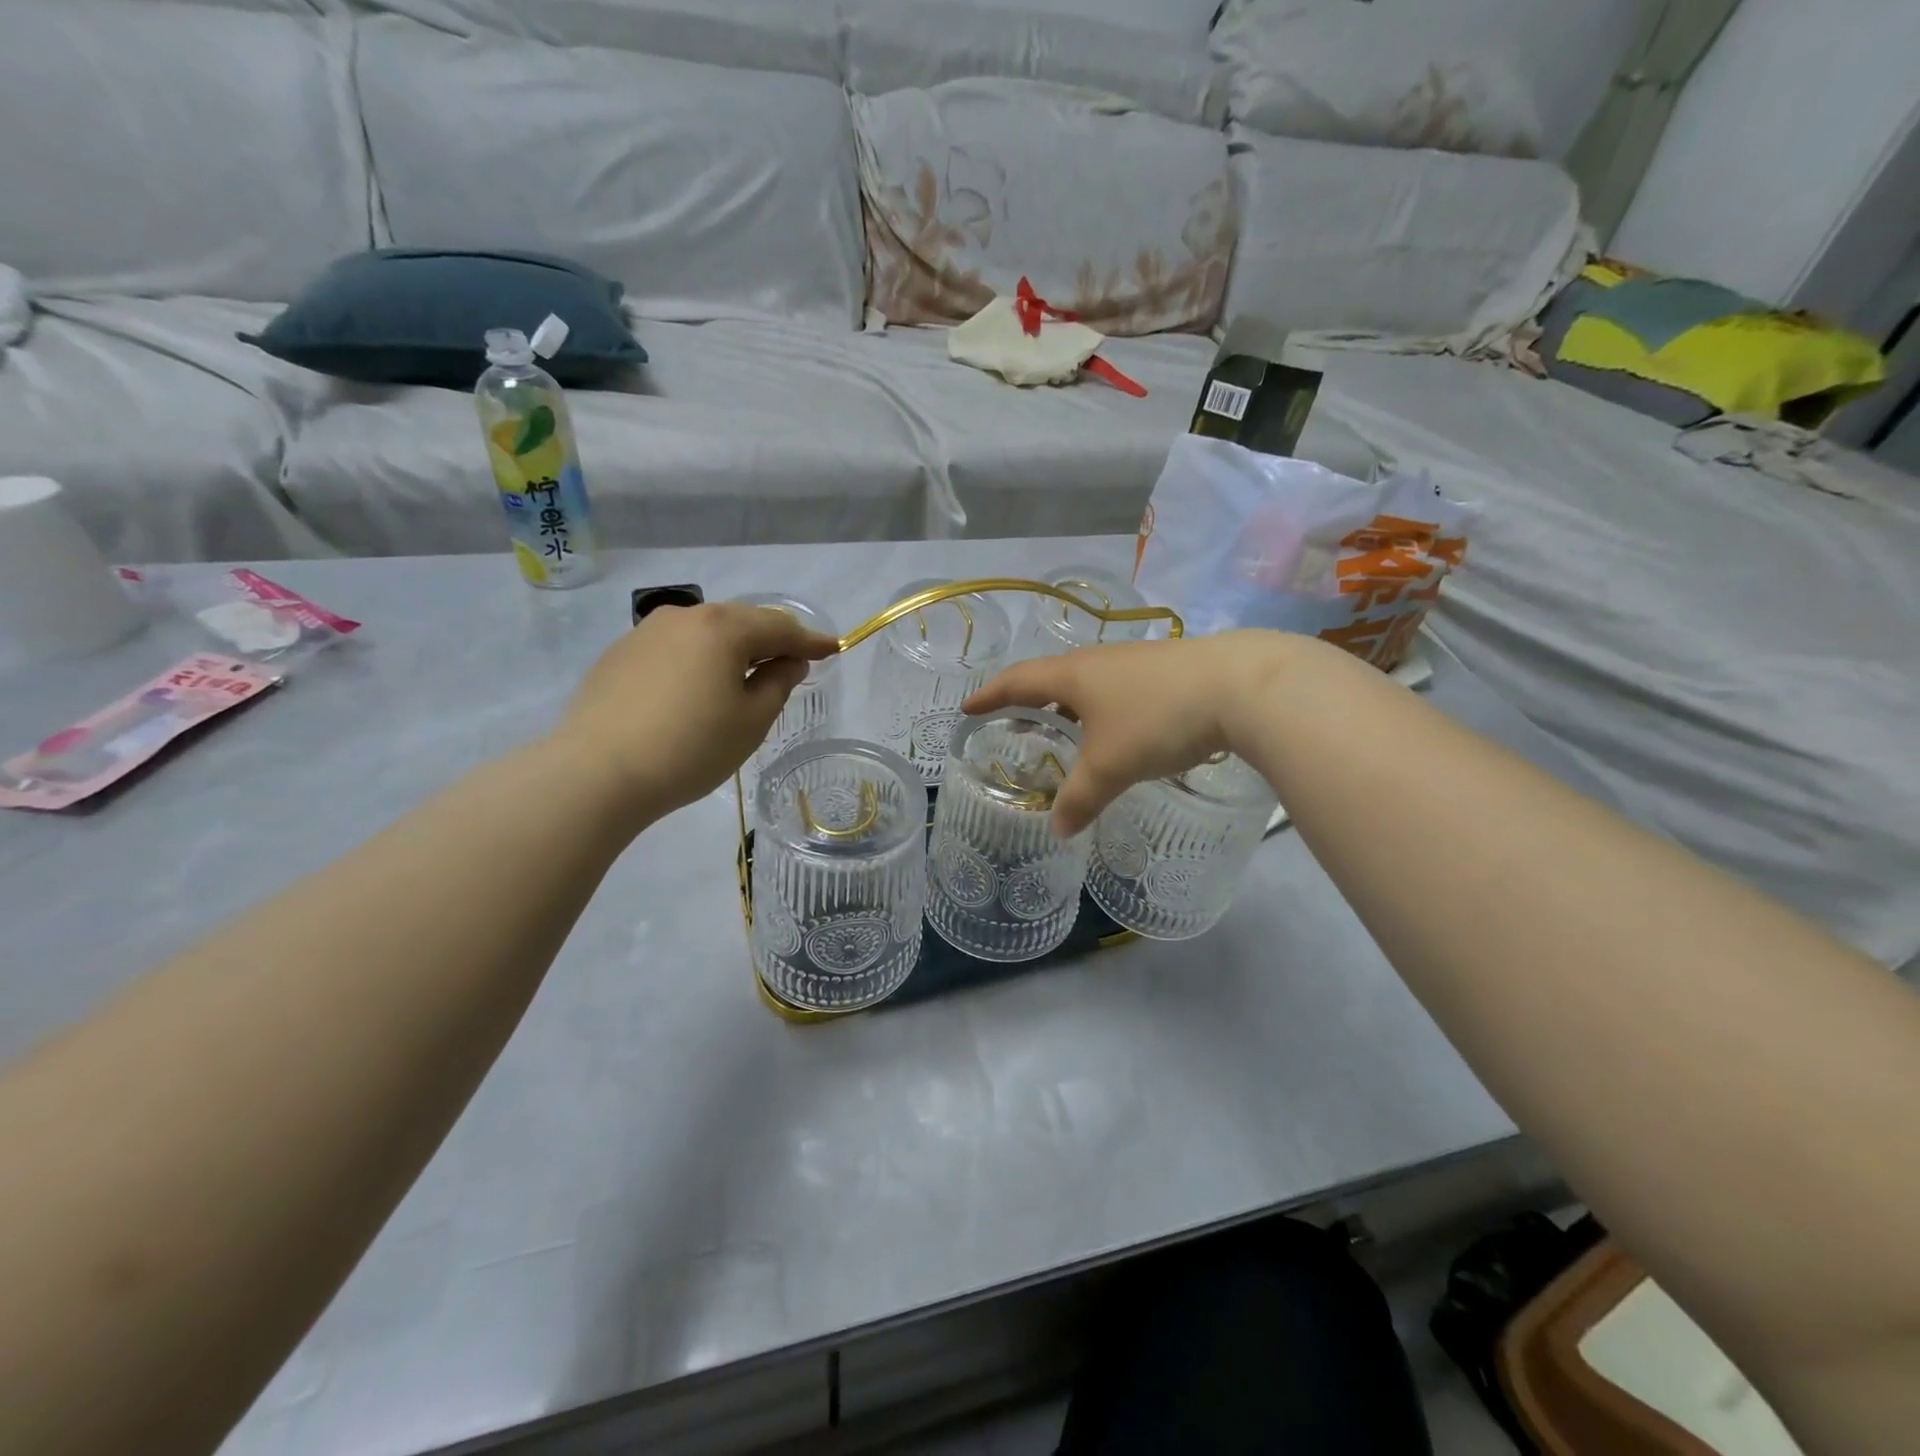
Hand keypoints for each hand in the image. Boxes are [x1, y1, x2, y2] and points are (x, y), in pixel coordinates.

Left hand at [555, 603, 838, 825]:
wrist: (596, 772)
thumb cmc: (690, 748)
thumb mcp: (750, 721)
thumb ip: (777, 684)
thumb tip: (788, 662)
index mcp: (723, 628)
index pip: (780, 627)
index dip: (811, 640)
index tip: (835, 648)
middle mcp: (684, 616)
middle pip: (741, 622)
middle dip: (771, 641)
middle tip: (793, 662)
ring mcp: (645, 633)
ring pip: (705, 633)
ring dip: (732, 649)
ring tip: (746, 676)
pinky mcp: (619, 655)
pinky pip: (674, 649)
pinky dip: (698, 660)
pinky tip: (697, 688)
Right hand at [964, 631, 1292, 834]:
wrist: (1241, 685)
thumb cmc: (1158, 719)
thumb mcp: (1111, 766)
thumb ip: (1080, 798)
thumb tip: (1058, 831)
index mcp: (1073, 676)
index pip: (1017, 681)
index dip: (989, 695)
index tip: (968, 707)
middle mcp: (1098, 662)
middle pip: (1050, 678)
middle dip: (1027, 700)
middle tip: (1012, 722)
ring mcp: (1134, 662)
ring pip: (1087, 683)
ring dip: (1067, 705)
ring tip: (1061, 729)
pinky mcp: (1165, 670)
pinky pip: (1115, 689)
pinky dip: (1100, 709)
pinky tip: (1116, 729)